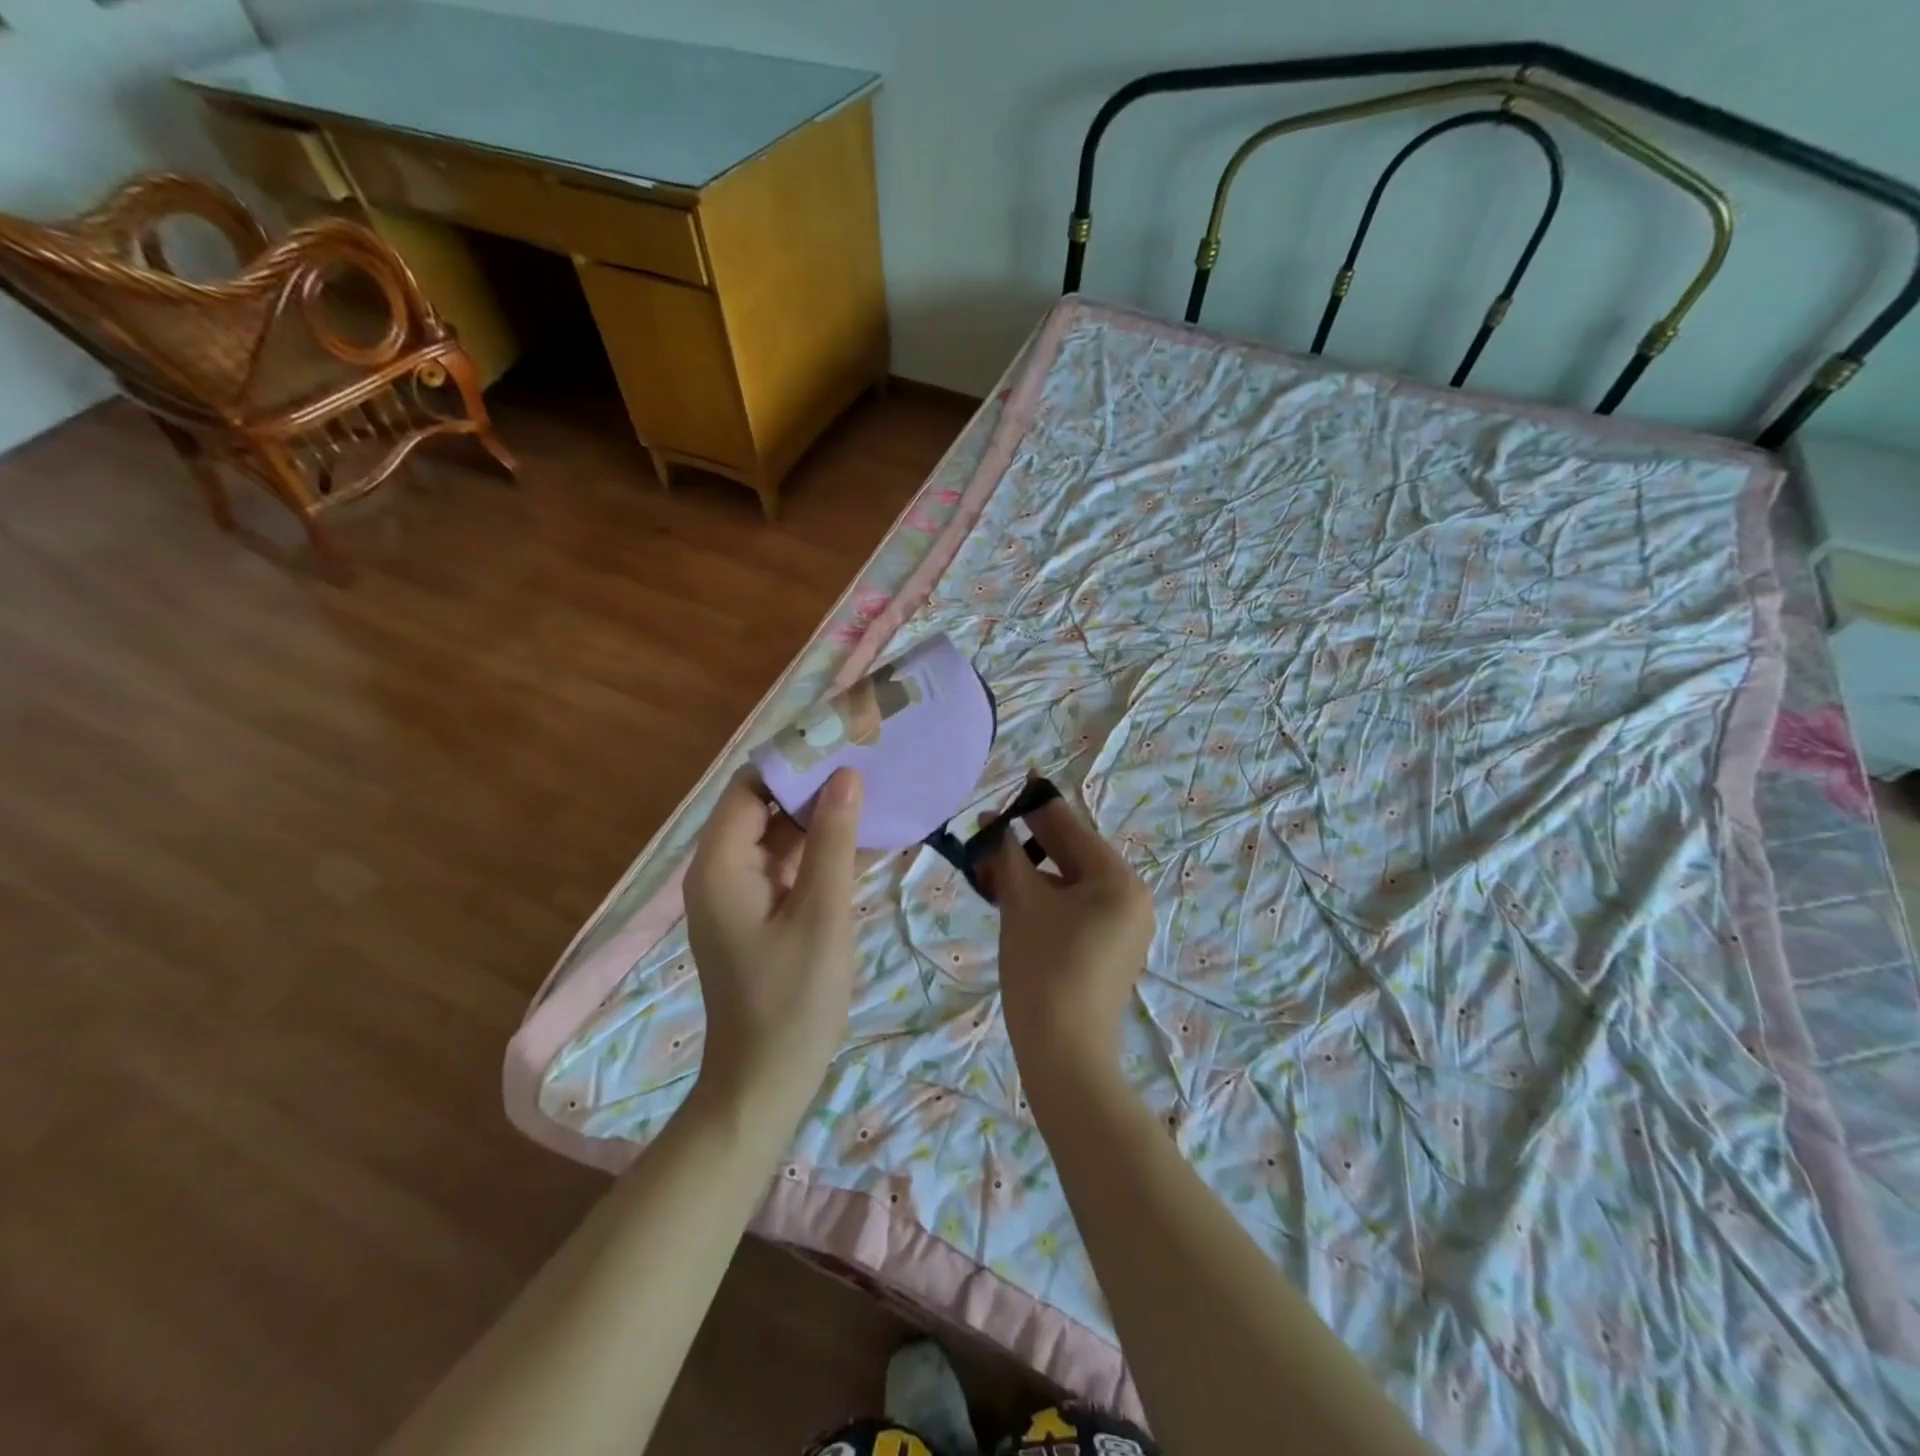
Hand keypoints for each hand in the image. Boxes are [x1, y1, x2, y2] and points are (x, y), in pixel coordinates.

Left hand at [683, 766, 863, 1121]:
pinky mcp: (757, 914)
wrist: (765, 1083)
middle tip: (868, 764)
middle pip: (763, 808)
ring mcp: (738, 894)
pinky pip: (787, 867)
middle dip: (813, 786)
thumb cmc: (793, 1000)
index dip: (793, 760)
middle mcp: (720, 871)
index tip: (843, 742)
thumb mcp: (822, 914)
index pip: (751, 787)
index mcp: (721, 865)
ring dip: (821, 819)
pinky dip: (820, 853)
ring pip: (778, 837)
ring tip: (874, 793)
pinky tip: (865, 842)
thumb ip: (833, 842)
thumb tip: (846, 776)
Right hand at [980, 787, 1155, 1083]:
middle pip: (1073, 855)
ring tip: (993, 865)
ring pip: (1070, 883)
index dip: (1037, 806)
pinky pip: (1074, 908)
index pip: (1071, 829)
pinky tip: (1012, 895)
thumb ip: (1007, 855)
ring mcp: (1122, 926)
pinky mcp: (1108, 950)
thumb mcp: (1022, 903)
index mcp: (1118, 880)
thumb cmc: (1044, 968)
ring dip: (1032, 871)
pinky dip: (1044, 898)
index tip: (1017, 781)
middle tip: (992, 827)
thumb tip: (993, 822)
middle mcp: (1130, 897)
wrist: (1064, 1055)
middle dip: (1030, 841)